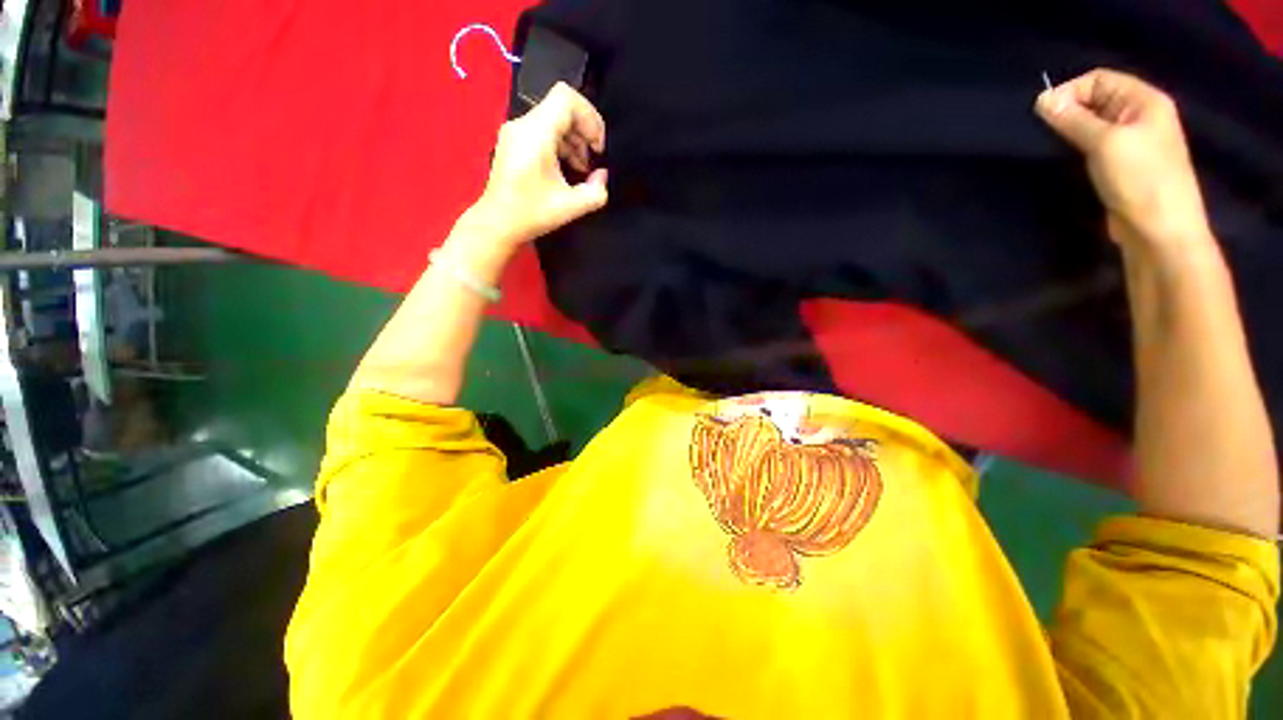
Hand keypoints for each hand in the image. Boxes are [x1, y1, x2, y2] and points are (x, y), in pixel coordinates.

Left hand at [466, 82, 608, 249]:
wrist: (497, 224)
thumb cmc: (531, 214)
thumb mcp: (571, 207)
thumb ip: (596, 191)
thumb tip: (602, 175)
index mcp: (535, 134)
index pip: (567, 98)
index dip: (590, 117)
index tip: (598, 147)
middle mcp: (522, 124)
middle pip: (561, 108)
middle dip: (584, 131)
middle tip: (593, 160)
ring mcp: (515, 132)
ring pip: (553, 119)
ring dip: (573, 140)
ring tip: (581, 169)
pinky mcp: (513, 142)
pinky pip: (542, 130)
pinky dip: (560, 144)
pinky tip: (566, 169)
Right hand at [1035, 69, 1214, 257]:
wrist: (1160, 231)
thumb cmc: (1140, 181)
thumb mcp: (1105, 143)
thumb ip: (1073, 120)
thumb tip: (1042, 100)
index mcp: (1144, 100)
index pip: (1099, 79)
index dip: (1069, 92)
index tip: (1042, 116)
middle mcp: (1140, 115)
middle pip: (1096, 100)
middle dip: (1068, 113)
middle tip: (1044, 134)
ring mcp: (1133, 141)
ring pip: (1093, 125)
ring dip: (1070, 133)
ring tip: (1051, 146)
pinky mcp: (1122, 165)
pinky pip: (1095, 145)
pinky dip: (1077, 148)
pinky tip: (1065, 159)